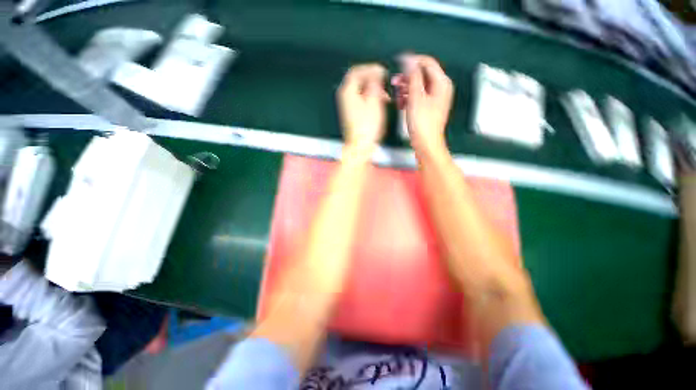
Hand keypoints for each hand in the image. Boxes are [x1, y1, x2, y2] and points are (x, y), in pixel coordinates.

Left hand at [337, 64, 389, 150]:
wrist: (360, 146)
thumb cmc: (367, 126)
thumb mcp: (374, 101)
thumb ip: (374, 83)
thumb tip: (376, 71)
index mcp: (347, 90)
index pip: (357, 70)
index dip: (371, 68)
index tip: (383, 71)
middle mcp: (344, 96)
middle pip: (358, 79)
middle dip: (372, 79)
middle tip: (385, 82)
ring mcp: (347, 105)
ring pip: (360, 89)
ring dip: (373, 89)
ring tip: (385, 95)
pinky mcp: (351, 113)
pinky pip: (361, 99)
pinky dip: (370, 98)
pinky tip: (380, 103)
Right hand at [392, 54, 453, 155]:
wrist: (426, 143)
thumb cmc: (422, 122)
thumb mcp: (416, 97)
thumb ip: (413, 76)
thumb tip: (408, 59)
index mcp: (441, 82)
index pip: (427, 62)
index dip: (412, 61)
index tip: (397, 63)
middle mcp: (440, 88)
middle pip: (422, 74)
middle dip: (407, 77)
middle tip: (394, 83)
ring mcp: (435, 98)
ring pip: (419, 86)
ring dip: (406, 88)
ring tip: (397, 96)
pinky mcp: (429, 107)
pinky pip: (418, 96)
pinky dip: (409, 98)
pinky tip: (401, 104)